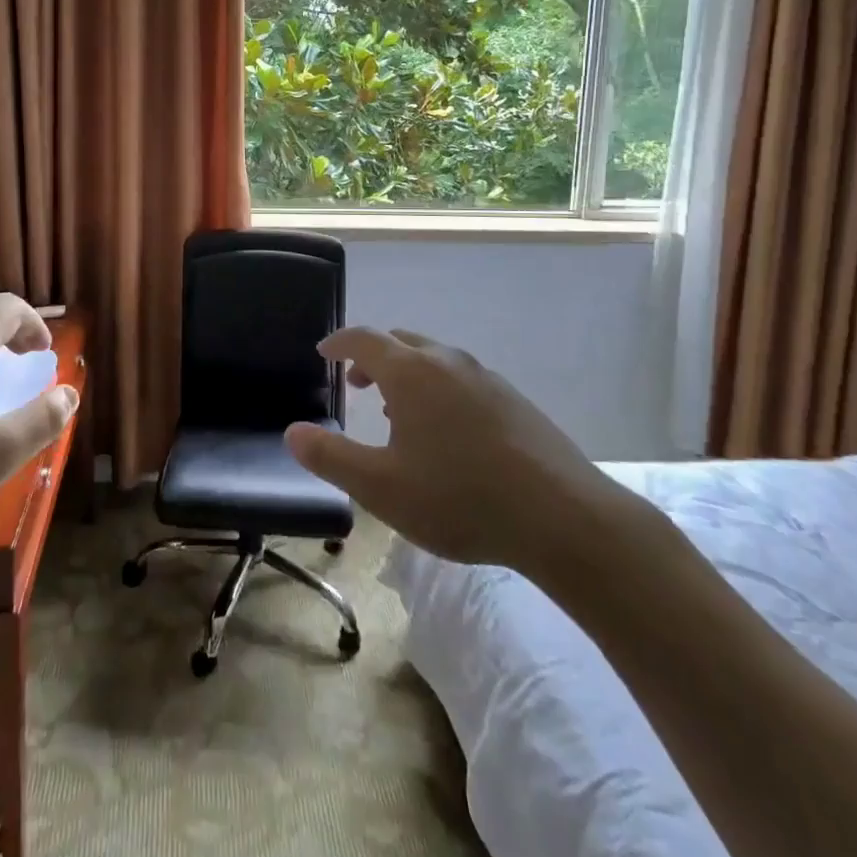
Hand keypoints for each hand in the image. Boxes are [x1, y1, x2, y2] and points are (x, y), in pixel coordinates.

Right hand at [284, 327, 644, 584]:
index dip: (339, 342)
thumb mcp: (381, 488)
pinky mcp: (514, 400)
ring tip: (398, 411)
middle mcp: (447, 362)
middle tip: (357, 383)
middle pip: (401, 342)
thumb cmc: (460, 498)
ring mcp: (485, 378)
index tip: (323, 352)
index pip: (363, 339)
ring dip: (407, 374)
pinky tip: (447, 432)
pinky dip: (439, 388)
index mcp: (410, 372)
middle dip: (373, 356)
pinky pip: (462, 379)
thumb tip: (292, 432)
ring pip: (435, 360)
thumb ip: (331, 457)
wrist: (563, 517)